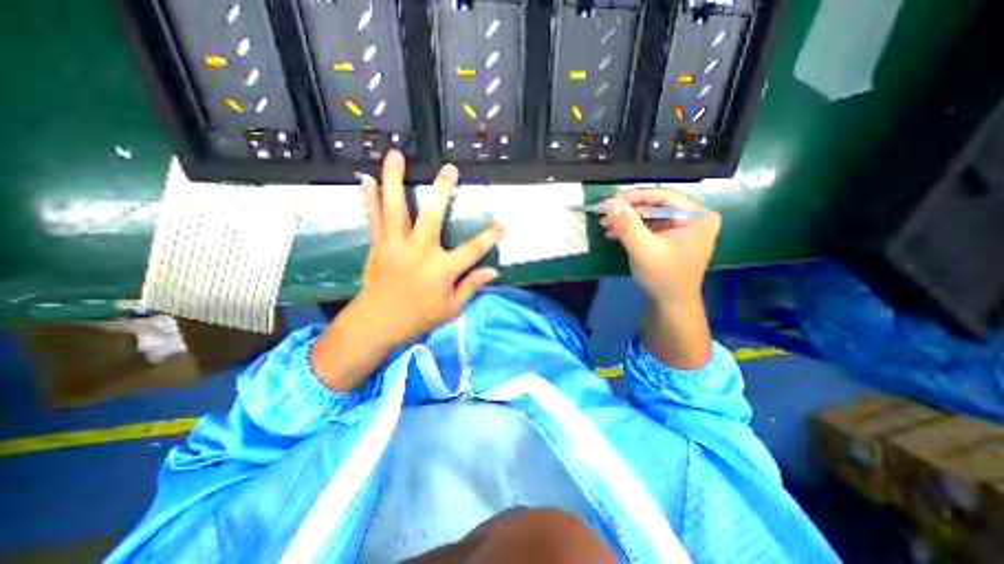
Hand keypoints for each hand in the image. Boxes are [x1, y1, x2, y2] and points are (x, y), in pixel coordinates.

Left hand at [313, 153, 500, 392]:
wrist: (377, 322)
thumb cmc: (418, 317)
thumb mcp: (451, 308)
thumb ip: (471, 286)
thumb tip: (493, 271)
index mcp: (441, 269)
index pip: (472, 250)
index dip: (490, 237)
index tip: (504, 225)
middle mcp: (420, 251)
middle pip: (432, 215)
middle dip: (442, 190)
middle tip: (450, 168)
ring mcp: (396, 245)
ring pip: (397, 208)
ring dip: (396, 180)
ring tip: (396, 155)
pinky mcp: (379, 245)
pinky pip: (374, 218)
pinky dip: (370, 197)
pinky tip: (366, 178)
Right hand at [599, 188, 716, 367]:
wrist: (672, 304)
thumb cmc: (663, 277)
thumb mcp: (644, 250)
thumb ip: (628, 226)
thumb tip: (611, 203)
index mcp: (697, 217)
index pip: (663, 196)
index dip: (634, 197)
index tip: (610, 202)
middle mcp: (694, 217)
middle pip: (656, 204)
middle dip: (628, 211)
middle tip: (605, 214)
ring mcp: (683, 227)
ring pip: (650, 214)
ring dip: (627, 220)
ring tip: (605, 225)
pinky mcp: (672, 236)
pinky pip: (650, 225)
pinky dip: (632, 228)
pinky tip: (614, 233)